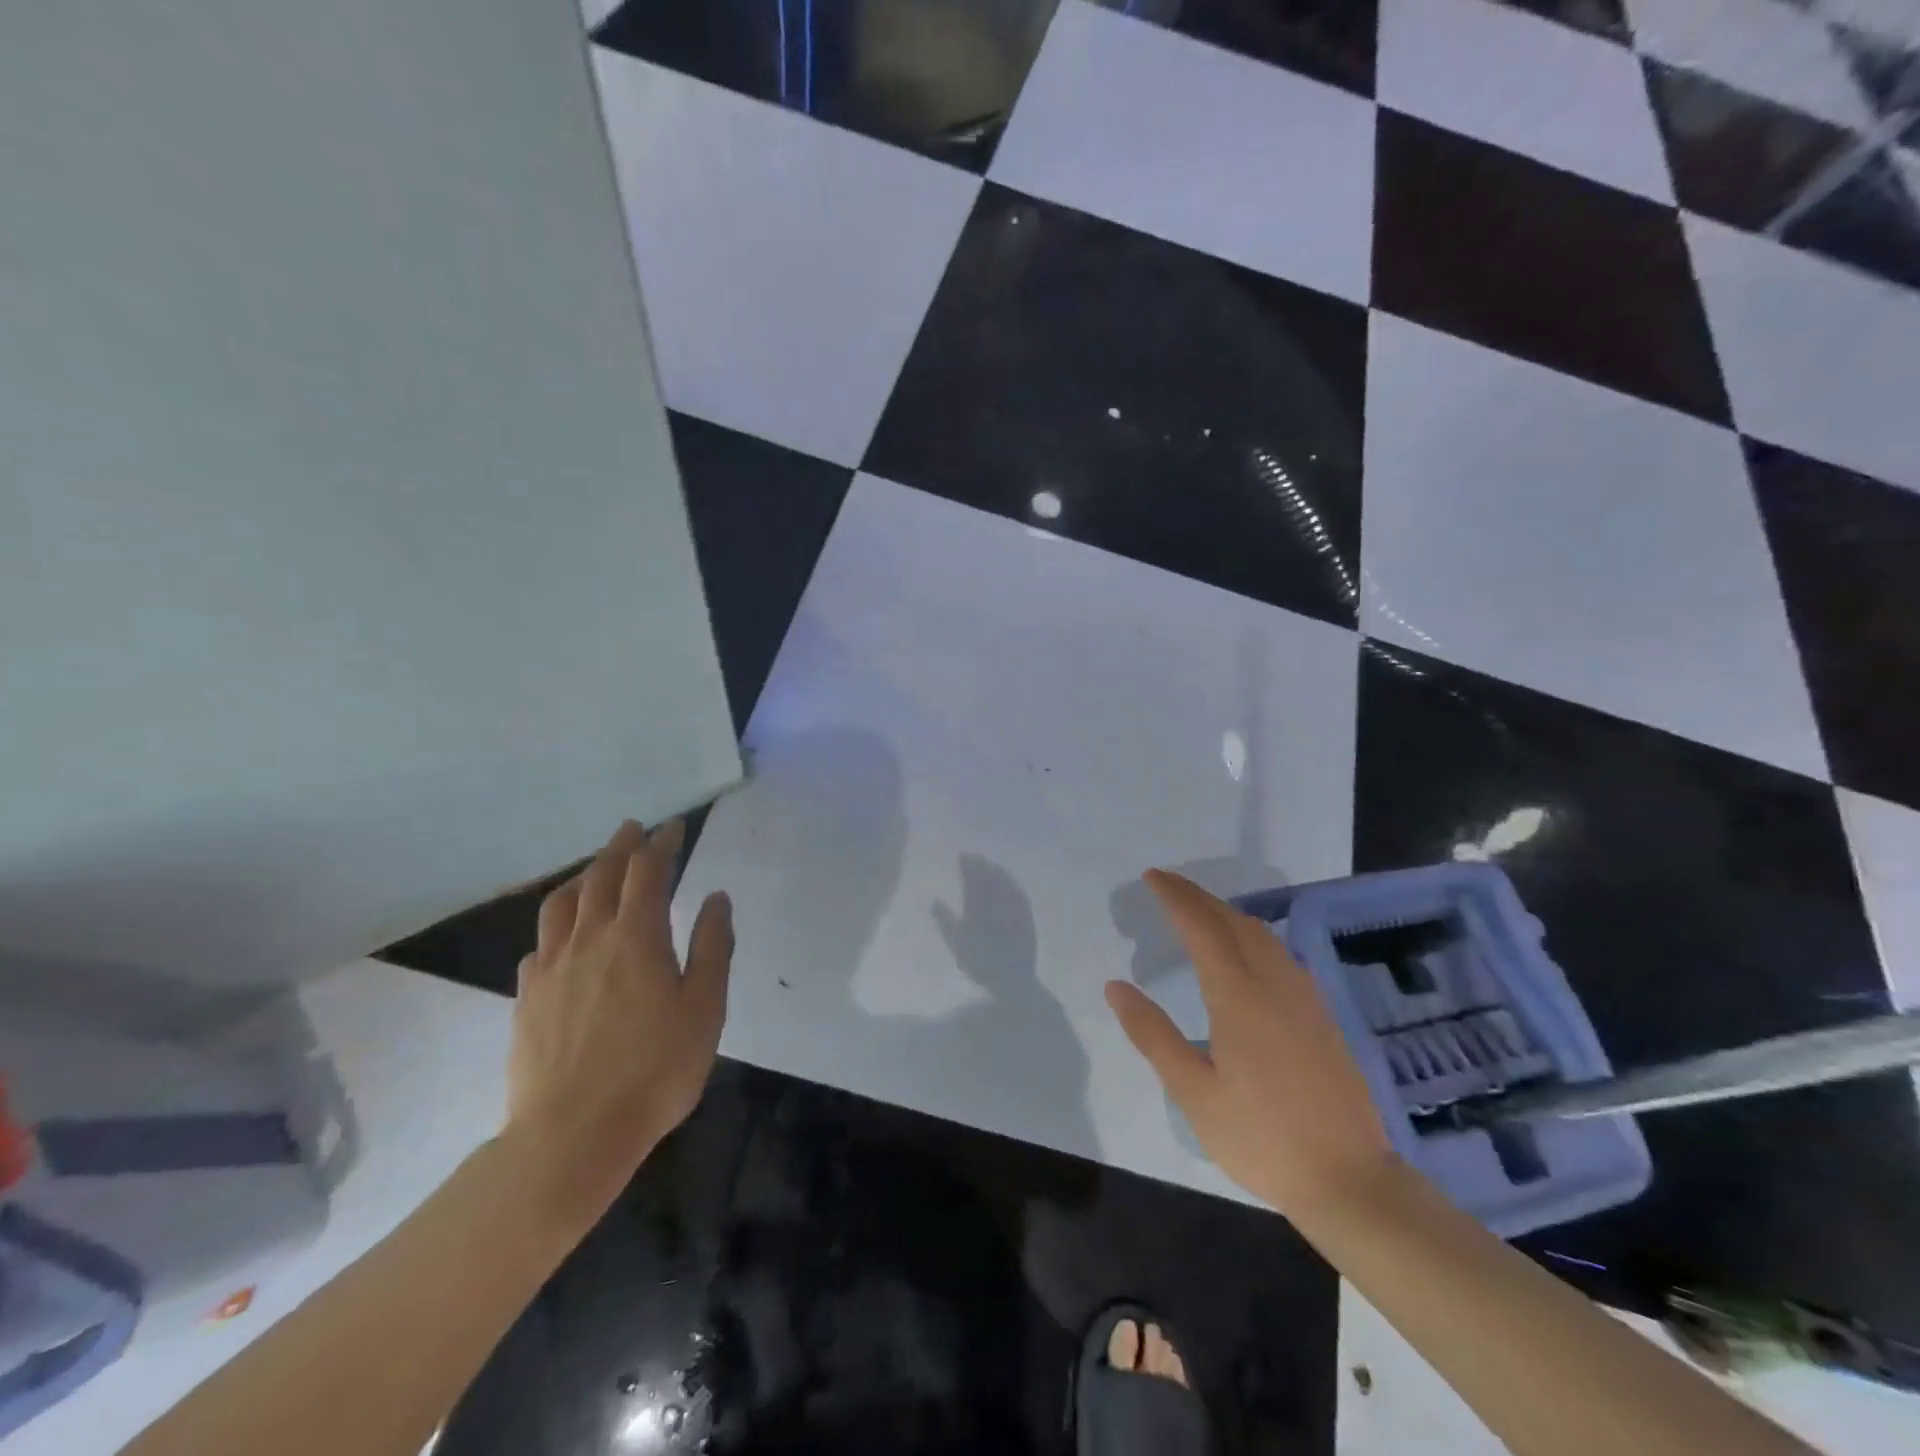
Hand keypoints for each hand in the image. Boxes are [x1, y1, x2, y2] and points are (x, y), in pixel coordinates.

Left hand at [504, 819, 732, 1217]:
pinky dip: (557, 925)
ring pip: (561, 905)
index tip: (672, 827)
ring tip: (595, 869)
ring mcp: (551, 969)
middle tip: (634, 829)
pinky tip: (563, 937)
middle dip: (621, 847)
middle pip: (601, 877)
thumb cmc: (654, 1071)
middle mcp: (589, 940)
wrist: (571, 1136)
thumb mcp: (704, 1009)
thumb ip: (711, 948)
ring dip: (582, 877)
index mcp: (636, 938)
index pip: (648, 872)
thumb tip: (716, 898)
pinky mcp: (527, 1000)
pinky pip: (540, 945)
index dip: (661, 844)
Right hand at [1105, 870, 1395, 1216]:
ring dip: (1226, 912)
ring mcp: (1304, 997)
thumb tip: (1116, 986)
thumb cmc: (1261, 1138)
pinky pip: (1281, 952)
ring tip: (1200, 909)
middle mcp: (1274, 983)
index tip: (1152, 877)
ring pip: (1263, 934)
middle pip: (1233, 921)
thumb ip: (1153, 1034)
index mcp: (1238, 996)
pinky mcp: (1322, 1015)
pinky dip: (1252, 933)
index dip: (1175, 898)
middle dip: (1198, 896)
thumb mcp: (1193, 1093)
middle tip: (1167, 884)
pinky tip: (1246, 950)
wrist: (1350, 1180)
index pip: (1202, 927)